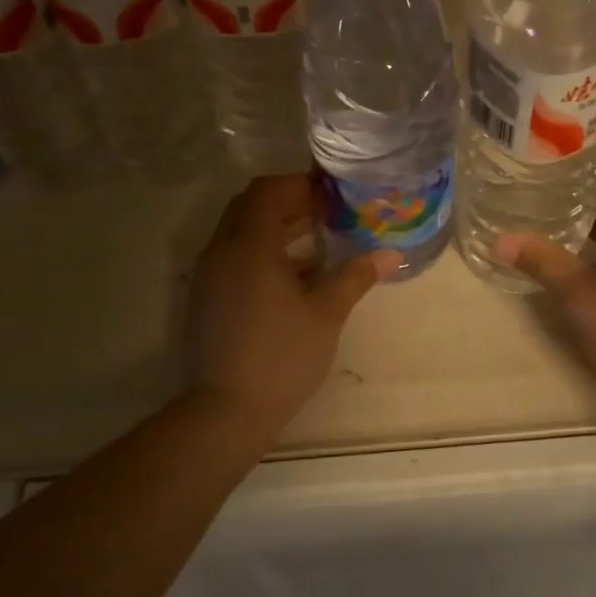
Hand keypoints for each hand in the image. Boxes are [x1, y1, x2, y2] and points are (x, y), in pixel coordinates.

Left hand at [187, 175, 400, 429]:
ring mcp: (208, 276)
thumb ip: (355, 277)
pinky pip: (232, 257)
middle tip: (325, 213)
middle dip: (287, 202)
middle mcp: (222, 251)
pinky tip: (293, 277)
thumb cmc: (282, 356)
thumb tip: (390, 254)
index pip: (268, 191)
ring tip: (316, 241)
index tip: (331, 195)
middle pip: (250, 205)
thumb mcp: (326, 314)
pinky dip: (260, 252)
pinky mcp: (205, 298)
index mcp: (250, 246)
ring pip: (239, 232)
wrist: (226, 411)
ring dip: (274, 228)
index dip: (300, 185)